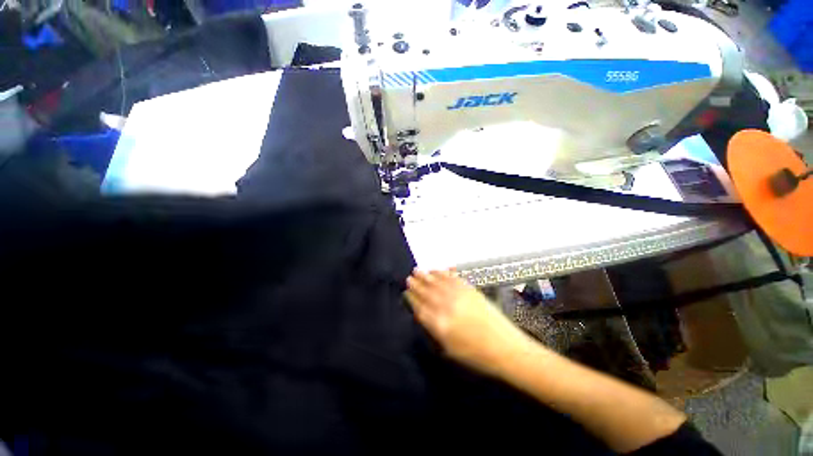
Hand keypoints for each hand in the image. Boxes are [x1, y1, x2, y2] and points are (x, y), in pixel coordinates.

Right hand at [405, 269, 533, 377]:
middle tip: (409, 278)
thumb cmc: (475, 355)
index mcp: (439, 324)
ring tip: (417, 270)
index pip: (419, 307)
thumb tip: (422, 314)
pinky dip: (443, 273)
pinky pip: (452, 278)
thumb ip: (433, 329)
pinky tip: (437, 270)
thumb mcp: (449, 349)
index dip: (411, 299)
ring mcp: (458, 295)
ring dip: (426, 275)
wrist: (505, 347)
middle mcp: (446, 306)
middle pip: (426, 292)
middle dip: (416, 284)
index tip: (405, 292)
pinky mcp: (470, 289)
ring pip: (437, 282)